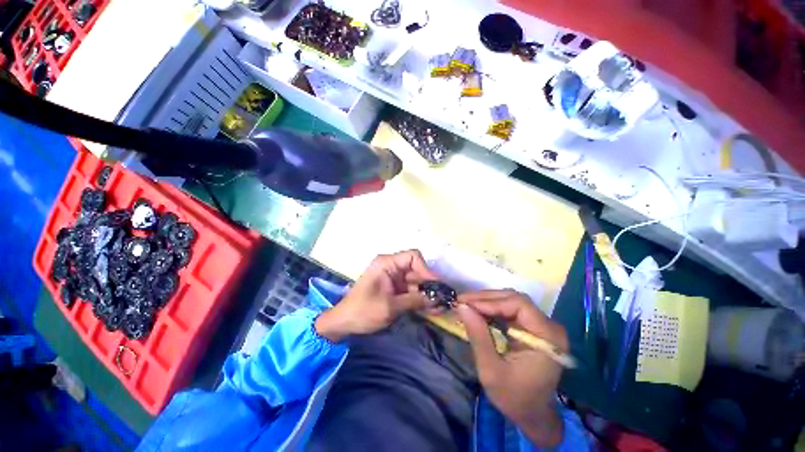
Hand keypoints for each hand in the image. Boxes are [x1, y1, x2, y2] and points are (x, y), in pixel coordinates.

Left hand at [315, 250, 437, 341]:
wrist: (344, 323)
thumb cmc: (364, 311)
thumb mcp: (390, 306)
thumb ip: (415, 300)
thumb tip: (437, 299)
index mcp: (387, 263)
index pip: (413, 257)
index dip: (426, 269)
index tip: (435, 286)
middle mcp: (391, 267)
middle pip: (416, 270)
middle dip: (428, 285)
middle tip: (441, 300)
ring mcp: (393, 278)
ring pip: (415, 281)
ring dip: (426, 294)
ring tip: (438, 308)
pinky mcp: (393, 288)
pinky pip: (410, 290)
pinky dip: (419, 298)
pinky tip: (429, 309)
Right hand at [455, 290, 567, 446]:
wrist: (533, 414)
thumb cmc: (514, 397)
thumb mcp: (491, 370)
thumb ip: (478, 336)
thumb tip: (462, 307)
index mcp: (547, 337)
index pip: (518, 304)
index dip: (490, 301)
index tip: (466, 304)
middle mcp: (549, 326)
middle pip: (515, 298)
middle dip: (486, 298)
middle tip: (462, 300)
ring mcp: (542, 325)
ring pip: (511, 300)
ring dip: (487, 301)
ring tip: (467, 304)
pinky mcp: (533, 327)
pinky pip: (511, 309)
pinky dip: (492, 308)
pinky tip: (478, 311)